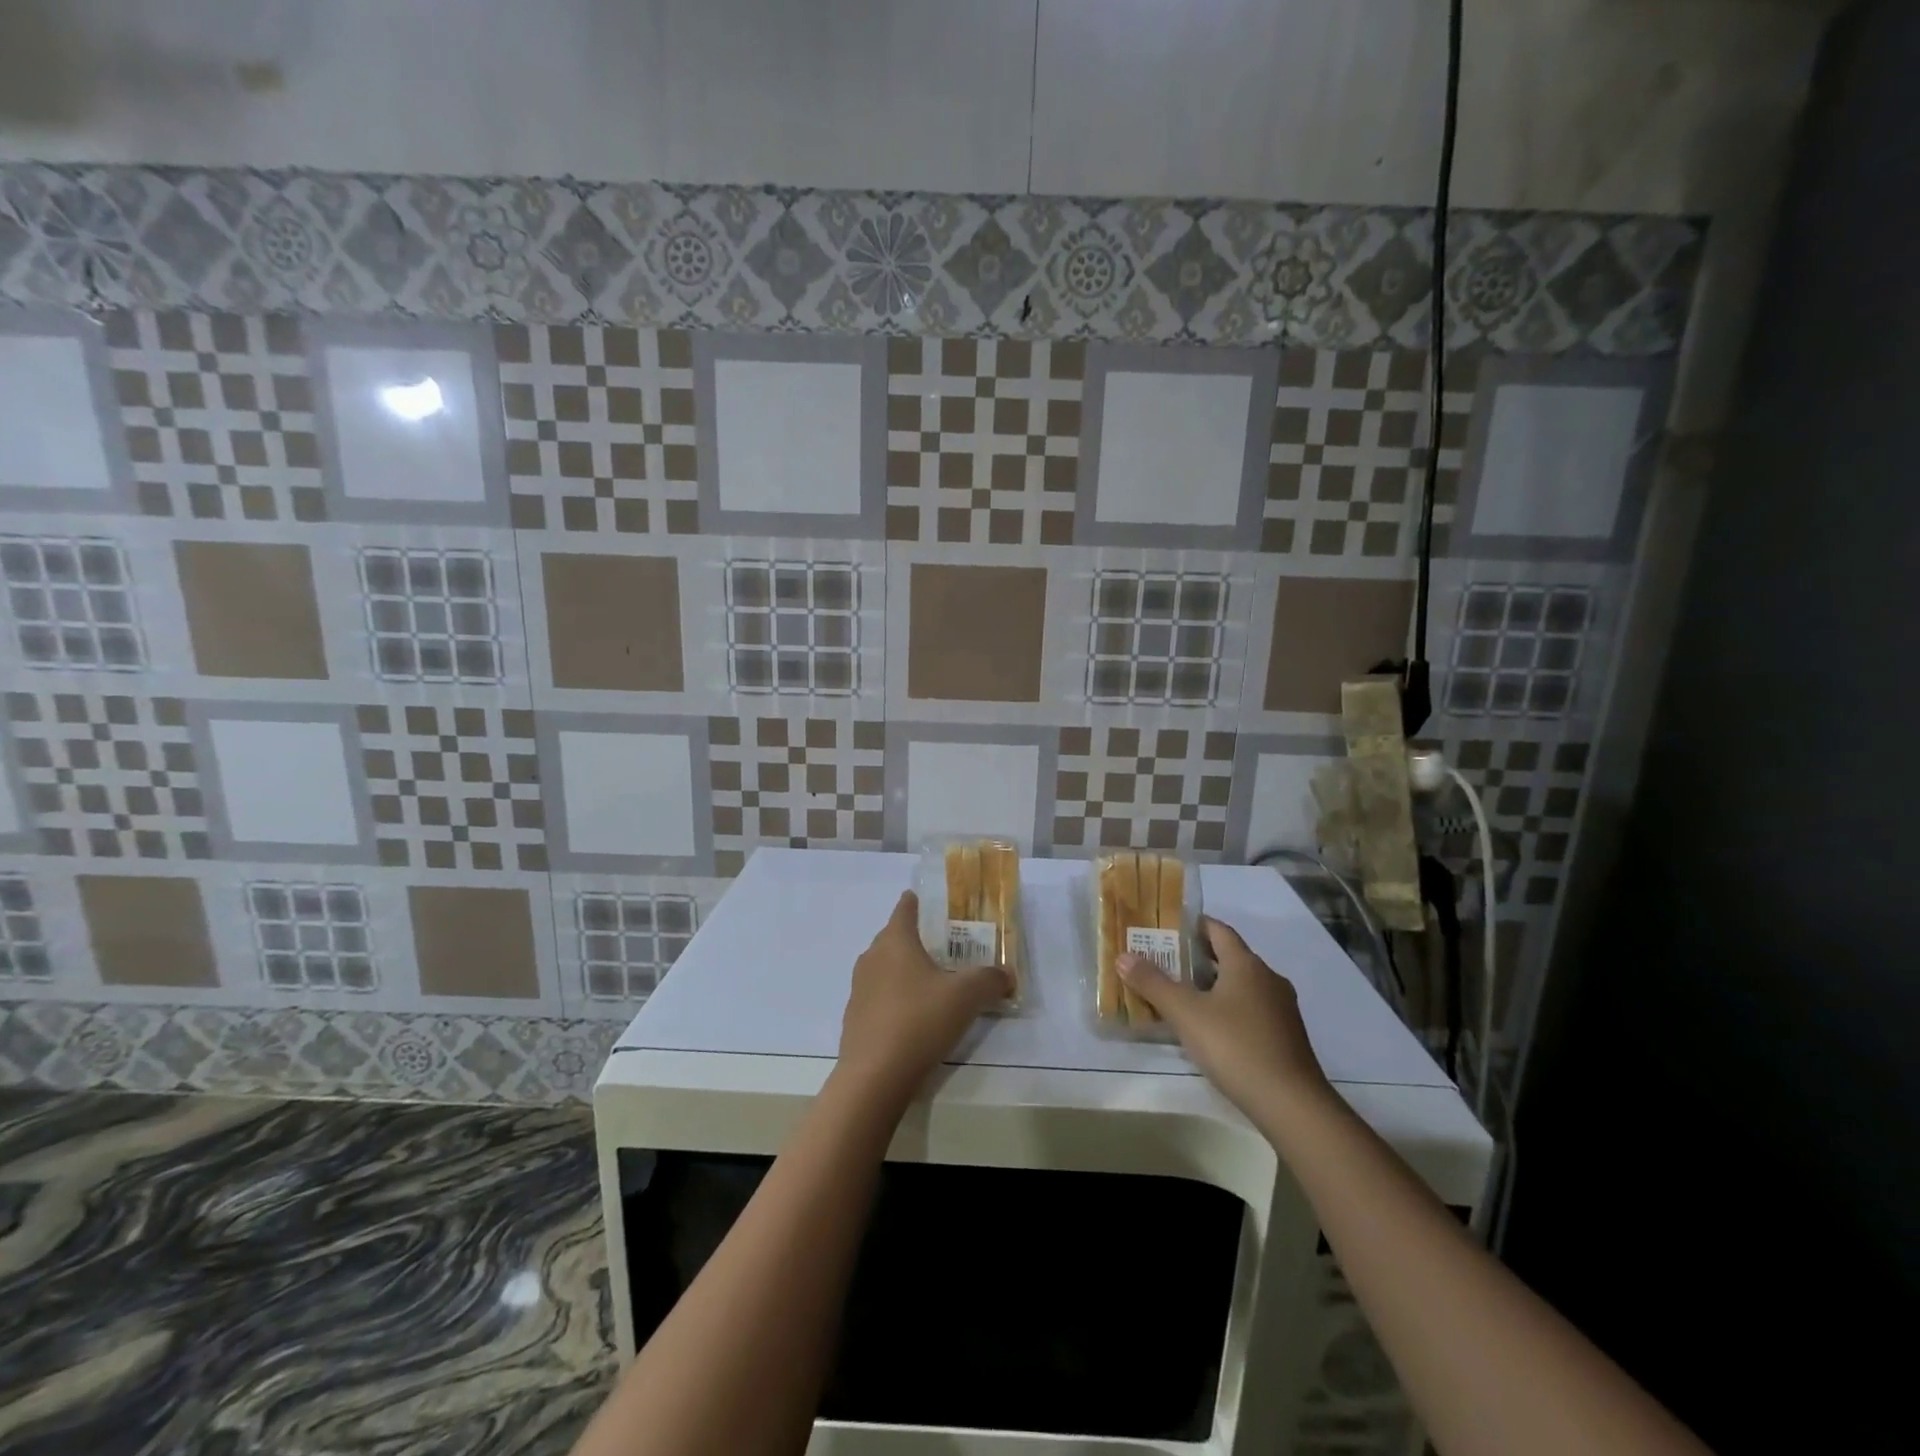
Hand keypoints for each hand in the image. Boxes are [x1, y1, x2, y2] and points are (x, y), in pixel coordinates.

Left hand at [838, 892, 1011, 1100]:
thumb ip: (990, 979)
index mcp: (895, 941)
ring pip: (884, 968)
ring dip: (904, 971)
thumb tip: (1007, 974)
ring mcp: (859, 989)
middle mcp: (872, 958)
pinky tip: (913, 1017)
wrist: (874, 1077)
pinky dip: (894, 999)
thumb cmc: (920, 1020)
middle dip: (914, 938)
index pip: (905, 909)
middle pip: (893, 938)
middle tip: (942, 946)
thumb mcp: (966, 996)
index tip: (927, 900)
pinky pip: (879, 997)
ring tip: (930, 982)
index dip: (916, 902)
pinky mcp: (855, 1019)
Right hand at [1118, 917, 1332, 1119]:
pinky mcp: (1285, 1036)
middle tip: (1164, 962)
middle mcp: (1268, 978)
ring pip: (1241, 985)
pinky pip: (1251, 1010)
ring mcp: (1281, 1009)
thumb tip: (1123, 955)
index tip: (1167, 928)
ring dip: (1213, 986)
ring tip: (1181, 996)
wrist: (1291, 1104)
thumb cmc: (1235, 1046)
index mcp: (1246, 964)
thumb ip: (1153, 983)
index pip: (1218, 929)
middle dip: (1198, 957)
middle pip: (1230, 956)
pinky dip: (1229, 1009)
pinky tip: (1210, 1029)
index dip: (1193, 925)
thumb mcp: (1185, 1013)